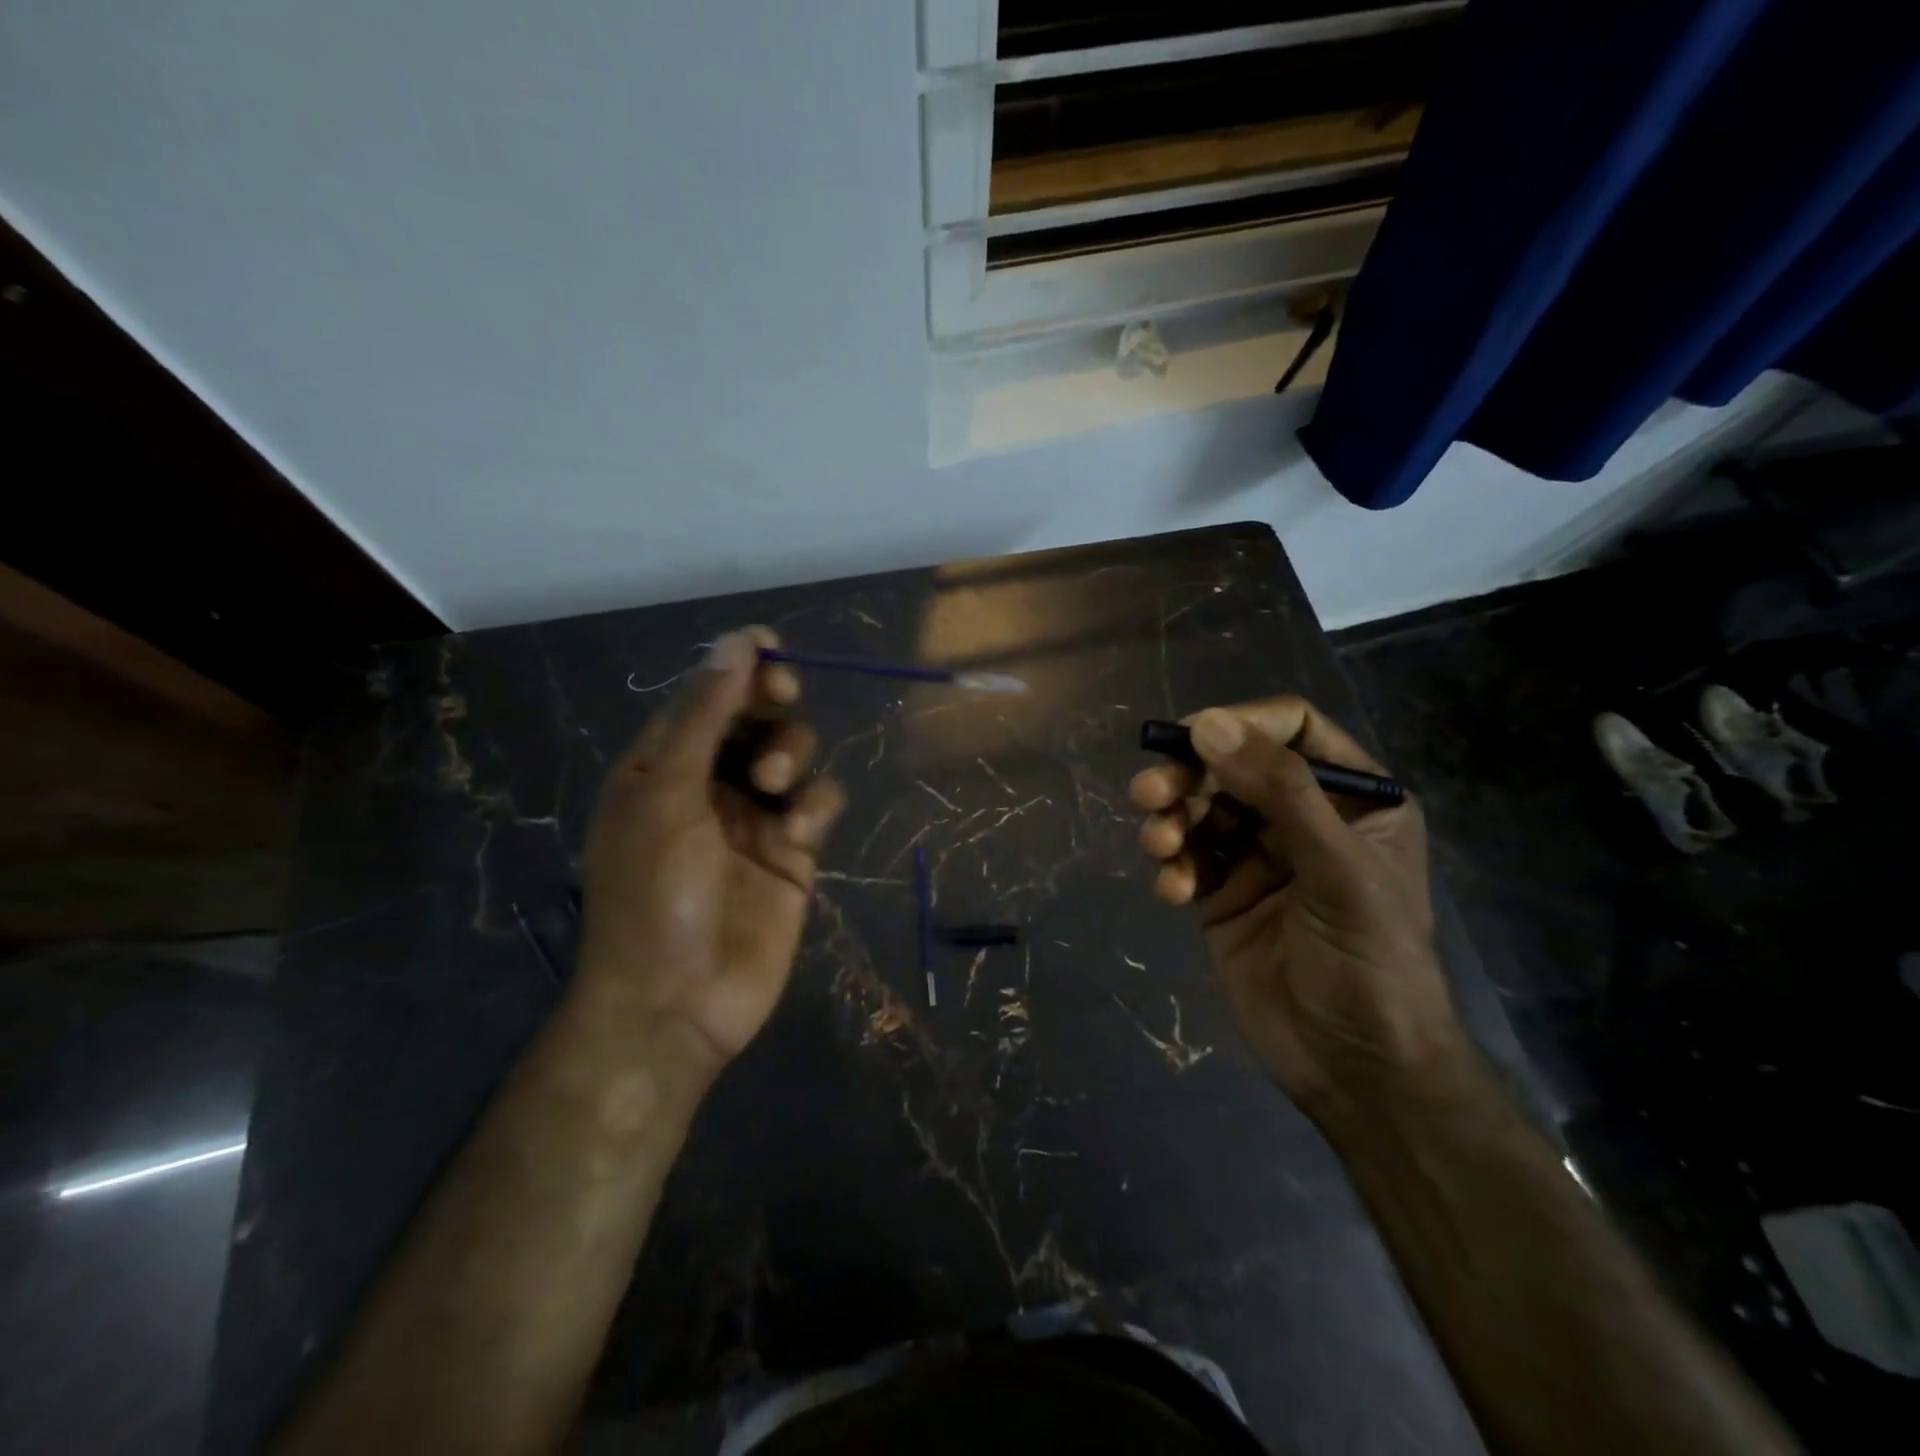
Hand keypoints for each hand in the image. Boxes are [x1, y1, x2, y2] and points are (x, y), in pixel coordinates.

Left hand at [579, 628, 845, 1079]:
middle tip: (781, 696)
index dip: (739, 667)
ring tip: (775, 784)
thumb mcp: (666, 792)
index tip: (772, 650)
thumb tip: (739, 640)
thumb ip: (705, 715)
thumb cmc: (652, 892)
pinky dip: (816, 808)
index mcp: (663, 764)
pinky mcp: (794, 852)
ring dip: (792, 754)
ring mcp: (755, 818)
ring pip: (795, 755)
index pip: (707, 695)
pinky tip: (798, 835)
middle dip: (771, 703)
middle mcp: (710, 783)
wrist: (677, 1002)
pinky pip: (820, 804)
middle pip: (757, 717)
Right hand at [1130, 697, 1464, 1113]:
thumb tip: (1206, 724)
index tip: (1192, 736)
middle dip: (1188, 776)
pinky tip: (1173, 893)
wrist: (1355, 1069)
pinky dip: (1172, 868)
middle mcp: (1302, 818)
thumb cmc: (1370, 962)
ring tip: (1159, 846)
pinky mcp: (1222, 895)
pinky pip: (1186, 860)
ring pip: (1200, 810)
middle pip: (1232, 766)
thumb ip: (1279, 790)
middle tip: (1149, 792)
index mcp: (1352, 799)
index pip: (1292, 729)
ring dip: (1171, 821)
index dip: (1241, 723)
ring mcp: (1258, 857)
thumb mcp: (1337, 868)